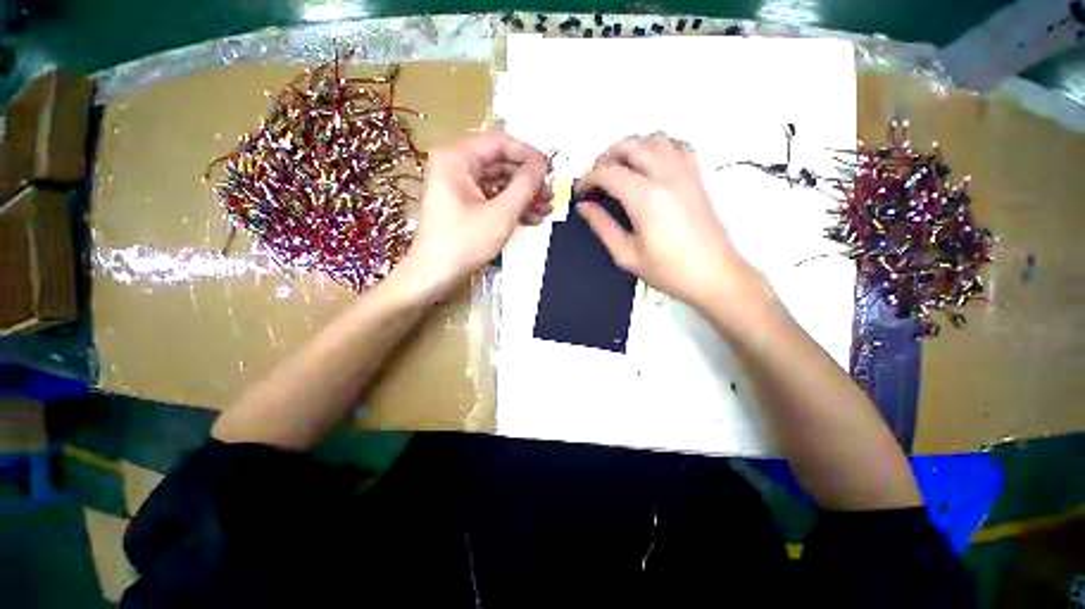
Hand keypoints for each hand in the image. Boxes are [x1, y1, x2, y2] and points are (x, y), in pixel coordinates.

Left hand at [396, 130, 552, 298]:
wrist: (435, 276)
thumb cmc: (464, 242)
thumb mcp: (500, 214)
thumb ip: (524, 186)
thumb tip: (543, 165)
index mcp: (457, 158)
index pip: (499, 143)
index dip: (528, 155)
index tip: (551, 171)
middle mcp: (457, 166)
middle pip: (501, 164)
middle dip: (528, 181)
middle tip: (550, 195)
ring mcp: (460, 187)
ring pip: (499, 183)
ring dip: (524, 196)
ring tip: (546, 210)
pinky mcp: (465, 205)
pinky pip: (492, 198)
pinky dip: (512, 207)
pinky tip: (531, 219)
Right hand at [576, 133, 765, 310]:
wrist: (713, 275)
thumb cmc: (667, 270)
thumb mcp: (626, 255)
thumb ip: (602, 226)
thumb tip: (583, 206)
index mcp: (645, 197)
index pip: (608, 172)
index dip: (588, 178)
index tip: (579, 192)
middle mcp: (665, 175)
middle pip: (630, 146)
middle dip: (606, 157)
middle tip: (596, 179)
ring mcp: (685, 172)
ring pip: (654, 139)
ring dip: (632, 149)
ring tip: (621, 170)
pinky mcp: (697, 176)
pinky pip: (677, 146)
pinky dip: (659, 148)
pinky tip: (651, 167)